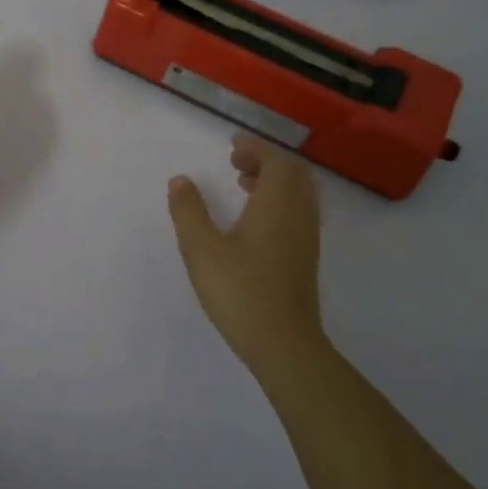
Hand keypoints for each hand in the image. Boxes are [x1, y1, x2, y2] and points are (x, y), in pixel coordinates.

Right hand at [167, 133, 326, 374]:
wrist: (283, 344)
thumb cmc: (240, 291)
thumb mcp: (202, 249)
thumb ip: (189, 211)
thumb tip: (180, 180)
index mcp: (277, 204)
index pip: (275, 161)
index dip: (255, 148)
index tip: (232, 144)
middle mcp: (299, 215)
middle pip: (294, 174)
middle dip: (267, 161)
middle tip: (237, 162)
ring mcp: (306, 239)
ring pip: (299, 195)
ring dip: (274, 182)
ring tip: (243, 186)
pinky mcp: (305, 259)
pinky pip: (298, 213)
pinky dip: (280, 202)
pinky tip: (255, 223)